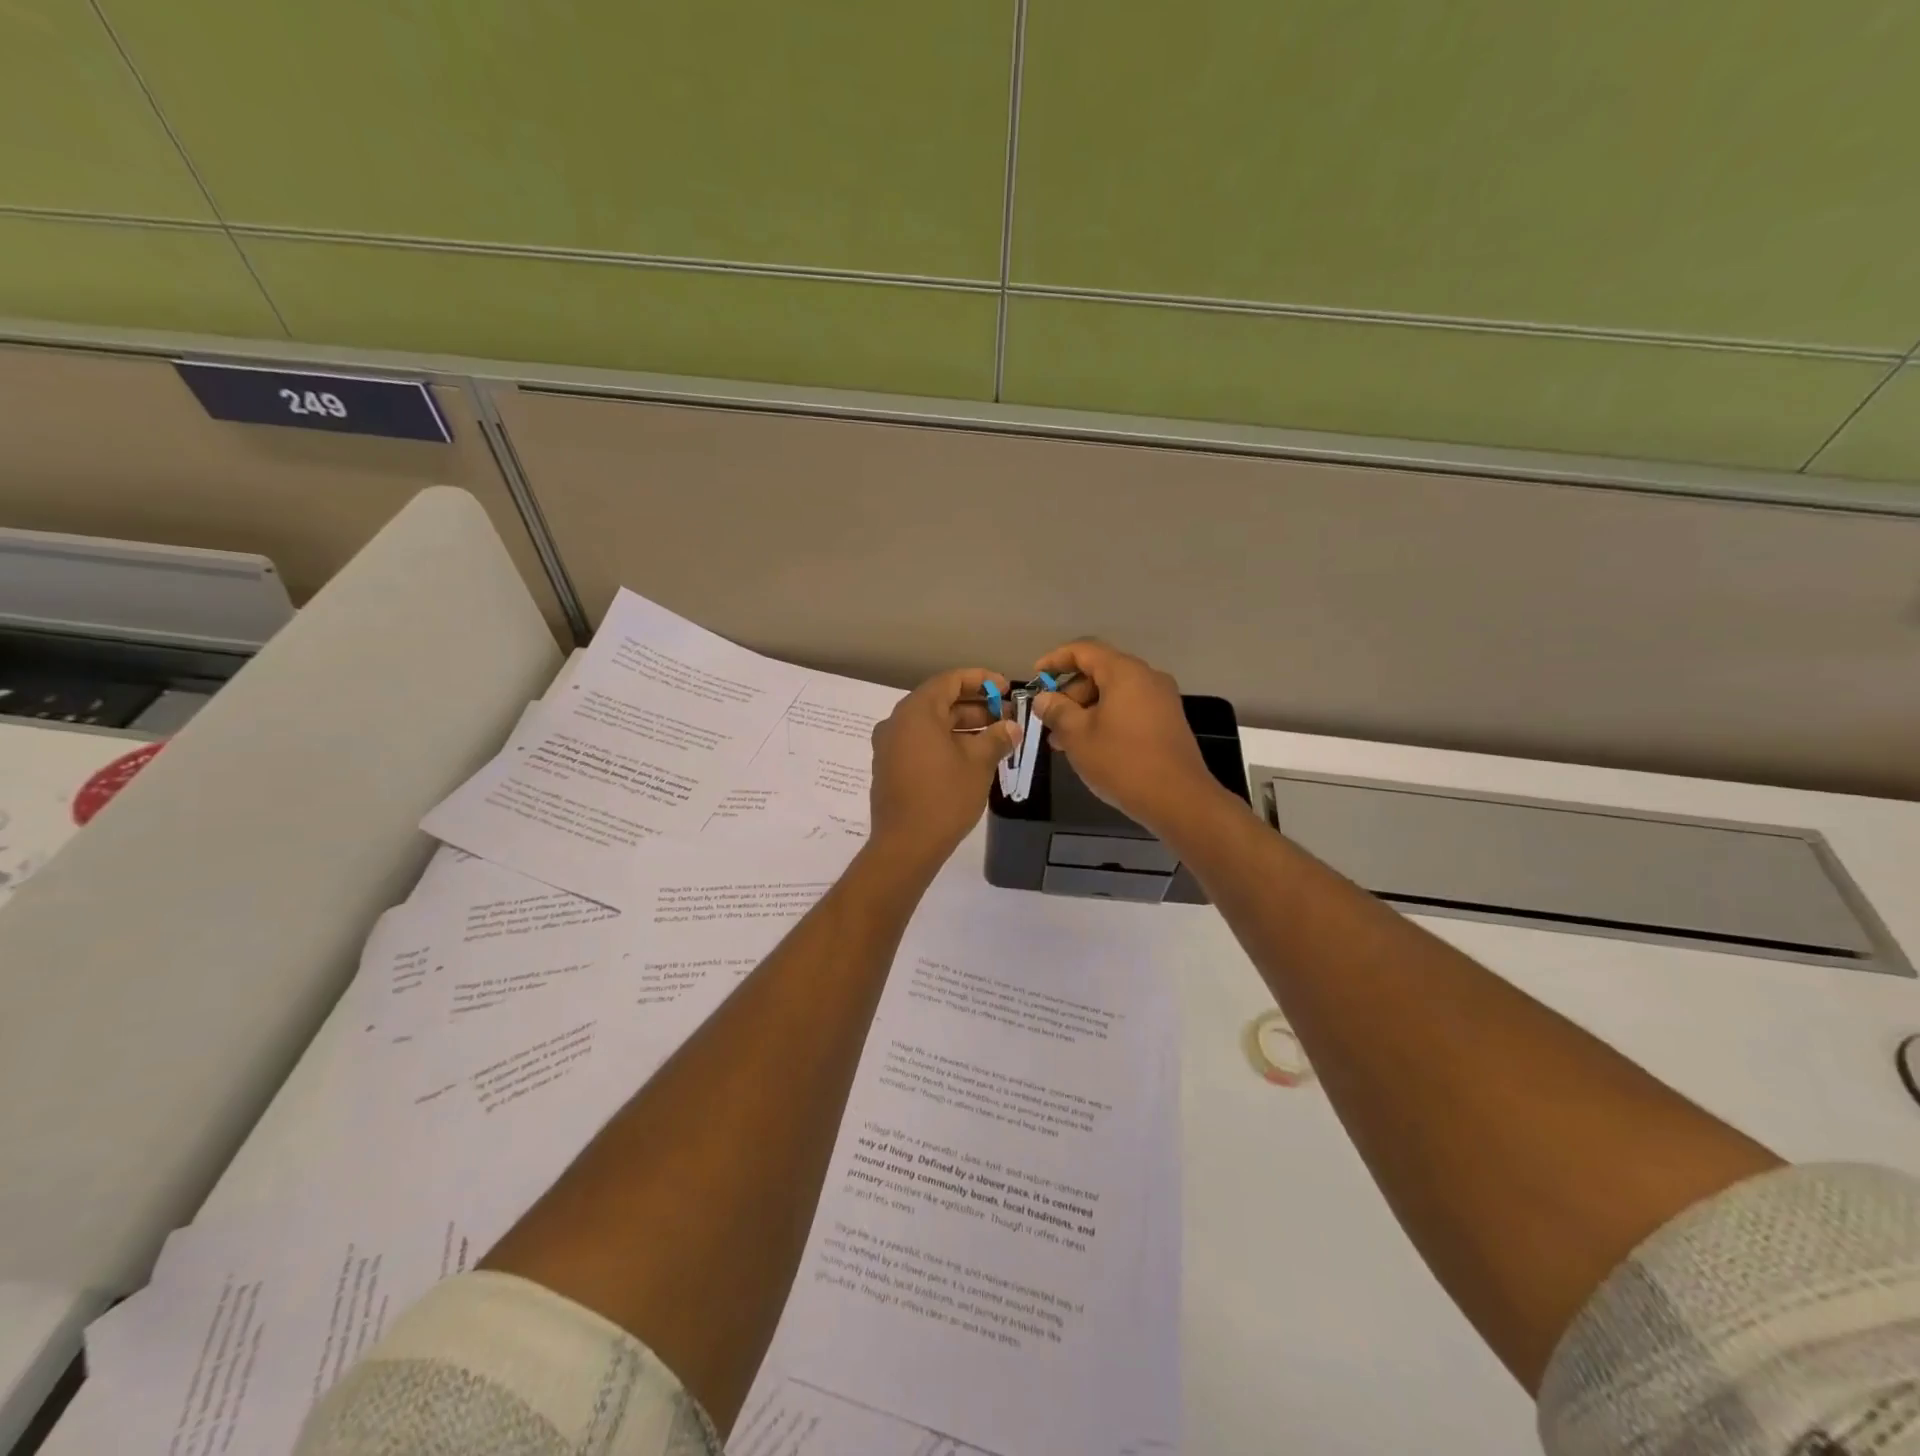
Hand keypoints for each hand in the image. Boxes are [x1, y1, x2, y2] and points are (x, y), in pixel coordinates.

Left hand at [867, 668, 1020, 872]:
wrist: (905, 845)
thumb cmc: (944, 797)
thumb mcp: (978, 763)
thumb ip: (997, 737)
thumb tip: (1012, 726)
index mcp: (916, 712)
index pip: (950, 680)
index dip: (981, 680)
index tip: (1006, 688)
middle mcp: (897, 722)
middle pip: (940, 702)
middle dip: (975, 706)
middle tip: (1006, 716)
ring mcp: (889, 746)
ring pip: (930, 724)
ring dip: (963, 726)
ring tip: (995, 738)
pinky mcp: (889, 767)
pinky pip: (920, 743)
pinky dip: (945, 742)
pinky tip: (970, 757)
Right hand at [1031, 640, 1222, 836]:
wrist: (1178, 799)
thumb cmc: (1122, 762)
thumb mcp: (1077, 735)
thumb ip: (1056, 711)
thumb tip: (1043, 699)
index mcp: (1124, 672)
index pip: (1084, 650)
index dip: (1055, 660)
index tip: (1035, 677)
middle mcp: (1147, 678)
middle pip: (1100, 672)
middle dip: (1070, 693)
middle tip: (1048, 720)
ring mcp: (1161, 700)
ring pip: (1114, 694)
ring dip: (1085, 710)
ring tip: (1063, 741)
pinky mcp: (1168, 722)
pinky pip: (1129, 709)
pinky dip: (1106, 719)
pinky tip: (1090, 747)